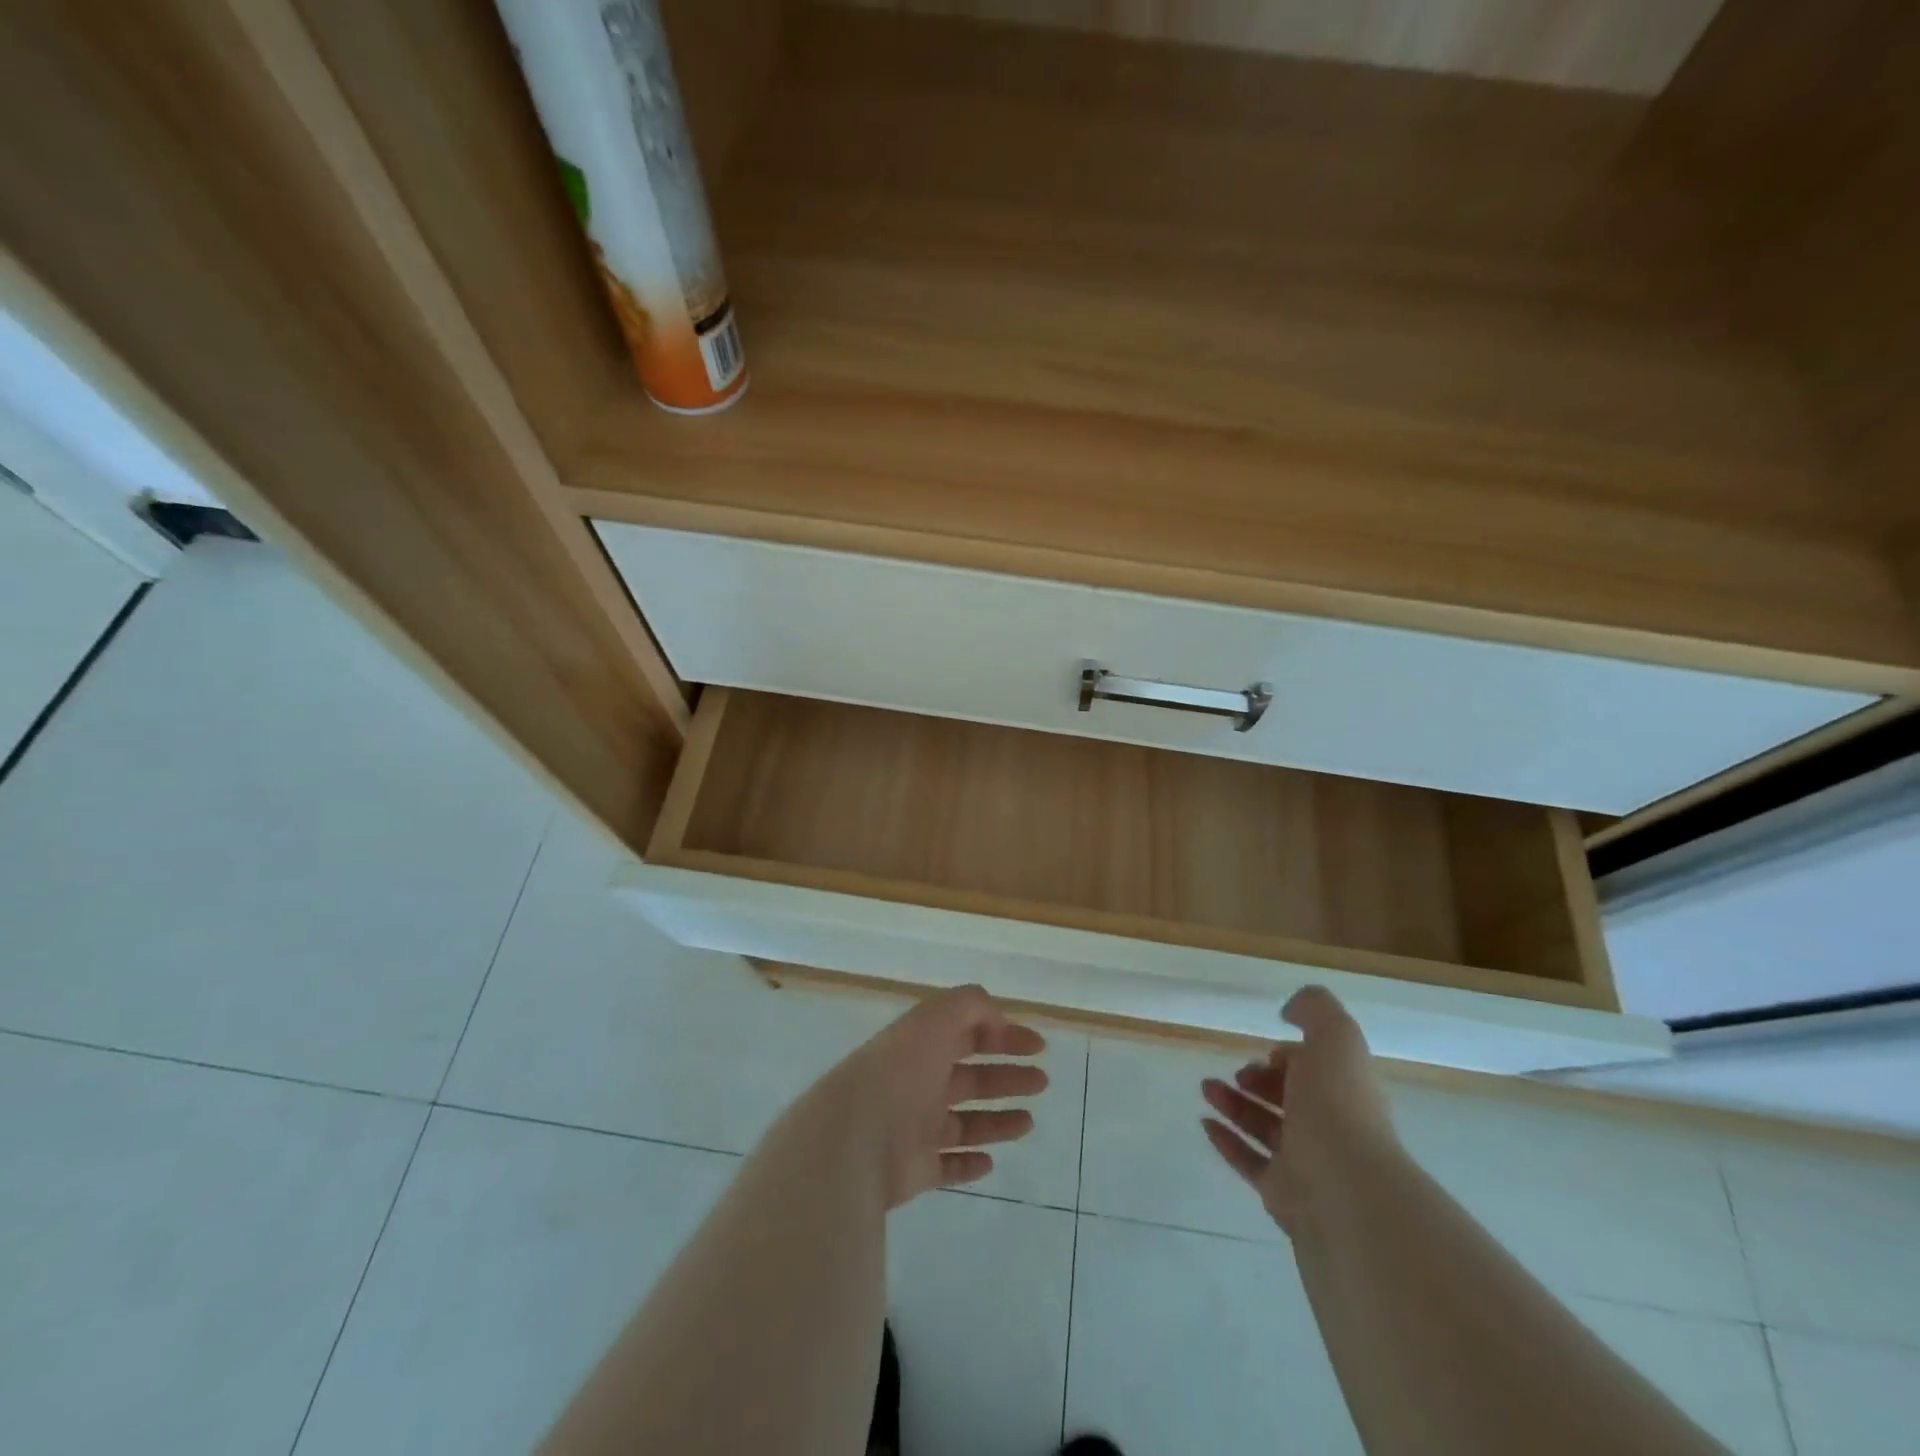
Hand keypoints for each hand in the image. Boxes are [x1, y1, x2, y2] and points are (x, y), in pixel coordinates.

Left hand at [816, 984, 1048, 1208]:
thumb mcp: (935, 1019)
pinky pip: (947, 1166)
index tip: (1038, 1046)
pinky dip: (968, 1163)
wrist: (854, 1139)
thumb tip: (998, 1017)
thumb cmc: (899, 1073)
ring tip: (1029, 1121)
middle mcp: (919, 1083)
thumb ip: (970, 1006)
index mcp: (922, 1045)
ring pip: (965, 1122)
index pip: (967, 1033)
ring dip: (997, 1120)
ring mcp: (915, 1128)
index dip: (1003, 1034)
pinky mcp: (915, 1170)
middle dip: (1007, 1076)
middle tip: (1042, 1081)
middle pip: (971, 1077)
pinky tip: (990, 1162)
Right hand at [1200, 986, 1401, 1235]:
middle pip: (1290, 1099)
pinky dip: (1227, 1141)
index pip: (1318, 1071)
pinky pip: (1250, 1163)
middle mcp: (1331, 1128)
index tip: (1267, 1051)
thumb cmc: (1339, 1109)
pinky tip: (1205, 1122)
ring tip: (1205, 1087)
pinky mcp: (1284, 1196)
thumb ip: (1316, 1010)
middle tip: (1236, 1073)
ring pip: (1265, 1128)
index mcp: (1346, 1092)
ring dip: (1234, 1104)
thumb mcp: (1335, 1039)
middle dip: (1259, 1080)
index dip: (1292, 1057)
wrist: (1348, 1196)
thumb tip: (1290, 1009)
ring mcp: (1308, 1165)